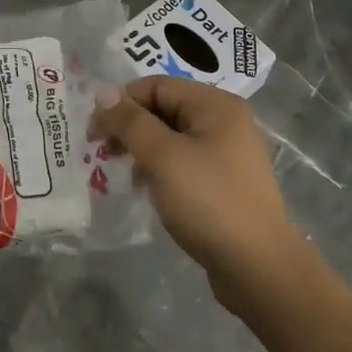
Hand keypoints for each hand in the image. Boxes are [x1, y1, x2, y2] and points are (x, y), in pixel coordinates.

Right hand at [90, 77, 299, 310]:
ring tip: (124, 174)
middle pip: (164, 108)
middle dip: (130, 127)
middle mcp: (225, 121)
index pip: (156, 86)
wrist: (257, 266)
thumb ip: (130, 121)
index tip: (94, 132)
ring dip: (143, 150)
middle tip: (103, 153)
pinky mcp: (225, 181)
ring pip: (172, 137)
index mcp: (215, 104)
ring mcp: (228, 152)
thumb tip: (103, 93)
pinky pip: (184, 161)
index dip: (121, 103)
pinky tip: (148, 190)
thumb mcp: (162, 156)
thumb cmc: (207, 201)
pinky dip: (161, 169)